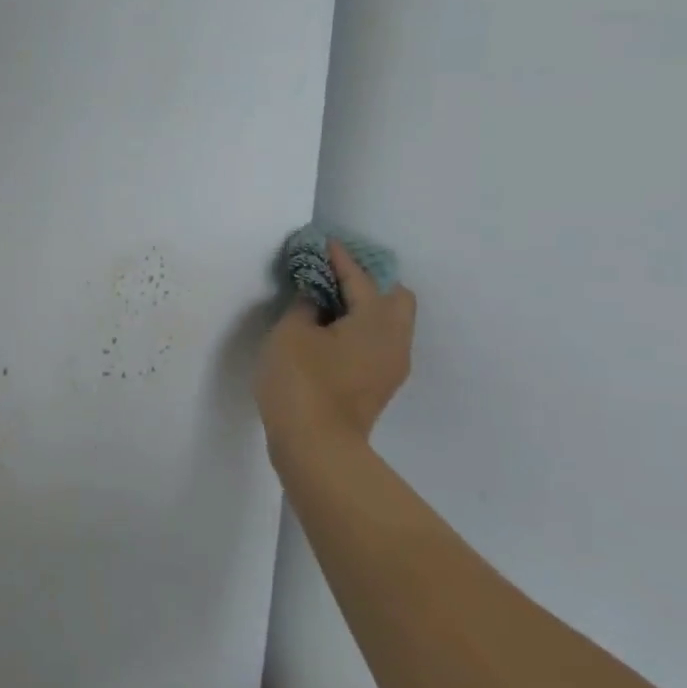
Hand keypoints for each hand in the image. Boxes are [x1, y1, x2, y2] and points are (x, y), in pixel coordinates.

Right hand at [256, 241, 414, 459]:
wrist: (316, 444)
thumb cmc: (301, 380)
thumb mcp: (291, 333)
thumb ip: (305, 306)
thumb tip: (316, 298)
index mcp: (377, 320)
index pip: (361, 278)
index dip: (341, 258)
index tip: (325, 242)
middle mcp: (395, 340)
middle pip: (395, 298)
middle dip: (368, 281)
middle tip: (333, 276)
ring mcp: (391, 366)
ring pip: (389, 322)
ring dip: (366, 307)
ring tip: (329, 303)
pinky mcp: (379, 385)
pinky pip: (378, 341)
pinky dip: (360, 328)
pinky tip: (331, 332)